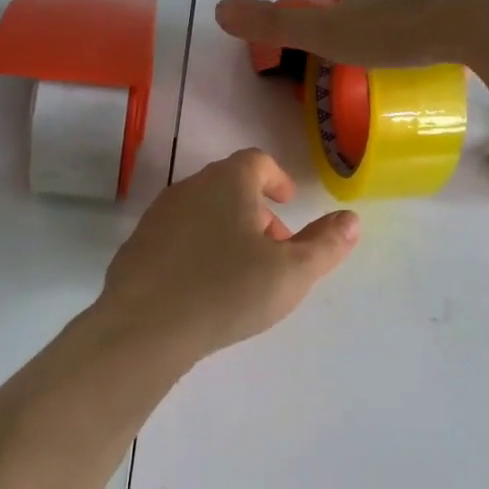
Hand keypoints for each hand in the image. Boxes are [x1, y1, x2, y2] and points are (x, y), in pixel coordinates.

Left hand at [97, 149, 359, 357]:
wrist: (143, 326)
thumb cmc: (226, 290)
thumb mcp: (291, 272)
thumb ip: (325, 244)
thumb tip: (351, 219)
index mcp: (228, 182)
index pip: (256, 161)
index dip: (276, 178)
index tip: (288, 202)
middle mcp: (189, 187)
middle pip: (228, 185)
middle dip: (255, 210)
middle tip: (274, 247)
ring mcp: (158, 215)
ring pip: (201, 210)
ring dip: (226, 229)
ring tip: (241, 271)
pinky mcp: (136, 245)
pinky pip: (176, 236)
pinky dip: (196, 248)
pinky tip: (202, 287)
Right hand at [214, 0, 488, 68]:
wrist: (487, 16)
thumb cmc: (400, 27)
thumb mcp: (328, 33)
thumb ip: (276, 25)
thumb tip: (218, 9)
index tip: (340, 28)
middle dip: (375, 2)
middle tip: (377, 41)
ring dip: (414, 7)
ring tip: (416, 43)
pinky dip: (452, 14)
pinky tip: (457, 40)